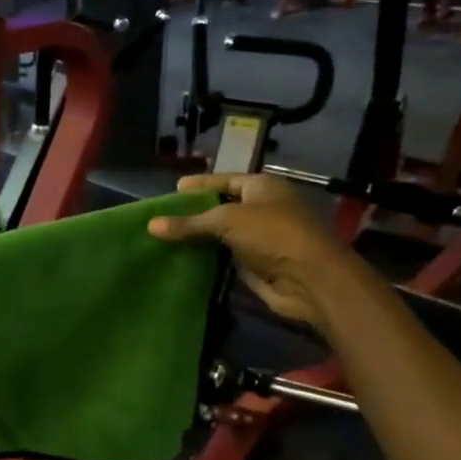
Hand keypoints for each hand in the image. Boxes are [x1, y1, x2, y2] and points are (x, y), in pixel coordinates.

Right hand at [147, 174, 344, 325]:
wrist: (310, 279)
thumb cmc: (272, 235)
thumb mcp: (226, 221)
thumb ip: (189, 223)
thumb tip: (151, 226)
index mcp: (262, 187)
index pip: (224, 180)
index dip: (200, 184)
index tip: (174, 189)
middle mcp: (263, 209)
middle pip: (222, 207)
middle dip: (195, 213)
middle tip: (164, 217)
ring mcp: (260, 239)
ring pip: (223, 235)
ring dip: (199, 239)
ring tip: (166, 239)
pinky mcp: (256, 265)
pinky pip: (225, 258)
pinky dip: (207, 259)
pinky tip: (182, 260)